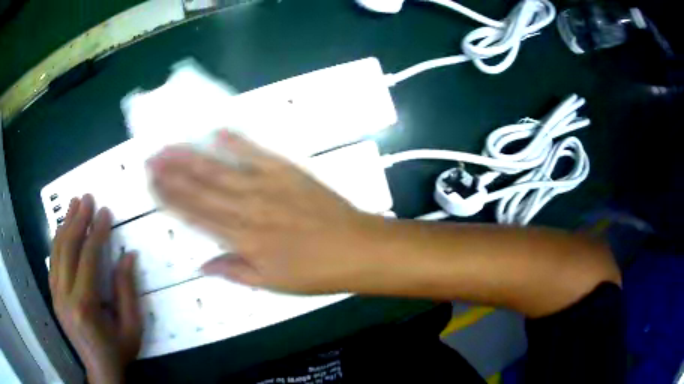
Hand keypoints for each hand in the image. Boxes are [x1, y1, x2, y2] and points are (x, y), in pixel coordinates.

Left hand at [49, 195, 141, 383]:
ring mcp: (56, 295)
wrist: (100, 370)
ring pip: (56, 252)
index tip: (104, 212)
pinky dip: (57, 242)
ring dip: (64, 225)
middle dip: (77, 220)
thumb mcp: (132, 326)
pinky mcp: (53, 296)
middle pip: (67, 249)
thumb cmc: (119, 351)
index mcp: (84, 306)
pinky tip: (63, 230)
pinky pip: (52, 262)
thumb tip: (127, 255)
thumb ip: (127, 291)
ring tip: (73, 204)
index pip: (88, 258)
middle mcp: (64, 296)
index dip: (96, 232)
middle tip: (86, 198)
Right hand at [147, 131, 385, 293]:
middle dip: (172, 173)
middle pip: (200, 188)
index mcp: (241, 238)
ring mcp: (267, 185)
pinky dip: (236, 141)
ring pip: (220, 169)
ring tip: (169, 147)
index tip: (152, 185)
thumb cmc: (314, 273)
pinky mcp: (287, 171)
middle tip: (151, 158)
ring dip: (191, 157)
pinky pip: (257, 153)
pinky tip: (217, 131)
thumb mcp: (271, 284)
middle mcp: (247, 208)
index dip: (170, 199)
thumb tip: (200, 265)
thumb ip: (233, 271)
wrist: (356, 249)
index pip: (195, 215)